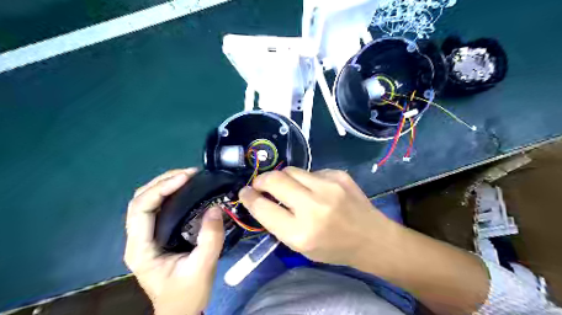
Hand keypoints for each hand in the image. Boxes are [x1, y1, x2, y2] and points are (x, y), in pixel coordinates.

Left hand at [124, 168, 224, 314]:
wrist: (181, 310)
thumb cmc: (187, 293)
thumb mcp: (203, 267)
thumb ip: (210, 239)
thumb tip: (216, 208)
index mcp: (141, 248)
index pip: (140, 208)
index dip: (161, 188)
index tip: (186, 178)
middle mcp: (138, 238)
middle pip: (140, 199)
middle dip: (164, 181)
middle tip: (191, 173)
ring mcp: (146, 235)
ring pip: (147, 200)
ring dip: (166, 184)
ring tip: (190, 176)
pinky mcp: (157, 234)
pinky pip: (158, 206)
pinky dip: (171, 193)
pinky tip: (187, 189)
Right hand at [239, 167, 395, 264]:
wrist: (371, 238)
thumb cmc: (333, 248)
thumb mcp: (300, 246)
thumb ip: (278, 223)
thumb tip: (260, 199)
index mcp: (301, 233)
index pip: (263, 208)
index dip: (249, 198)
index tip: (245, 193)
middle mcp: (313, 207)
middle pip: (274, 180)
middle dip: (261, 180)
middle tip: (260, 185)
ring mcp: (328, 187)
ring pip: (291, 170)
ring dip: (283, 178)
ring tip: (287, 187)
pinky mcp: (339, 175)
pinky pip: (311, 171)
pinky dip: (306, 179)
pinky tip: (315, 190)